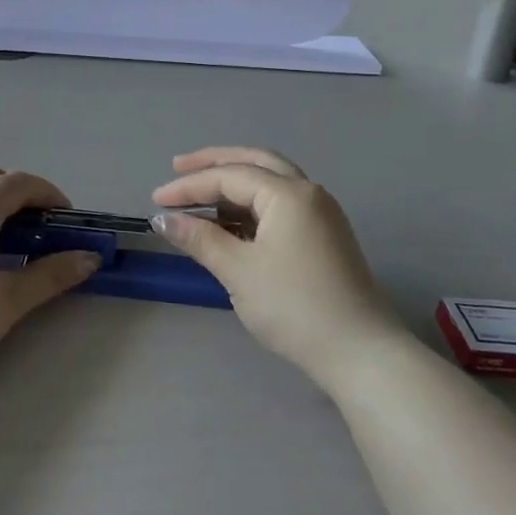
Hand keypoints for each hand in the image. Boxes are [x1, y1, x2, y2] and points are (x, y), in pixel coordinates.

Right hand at [151, 147, 397, 378]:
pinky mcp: (323, 236)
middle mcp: (308, 193)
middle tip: (178, 167)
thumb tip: (162, 219)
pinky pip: (280, 206)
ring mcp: (320, 214)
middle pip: (255, 162)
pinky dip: (251, 206)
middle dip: (214, 163)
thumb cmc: (294, 306)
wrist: (359, 351)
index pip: (229, 176)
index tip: (156, 200)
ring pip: (270, 183)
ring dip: (234, 184)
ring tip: (199, 197)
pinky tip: (229, 222)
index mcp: (288, 194)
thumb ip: (199, 239)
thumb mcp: (239, 271)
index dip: (188, 186)